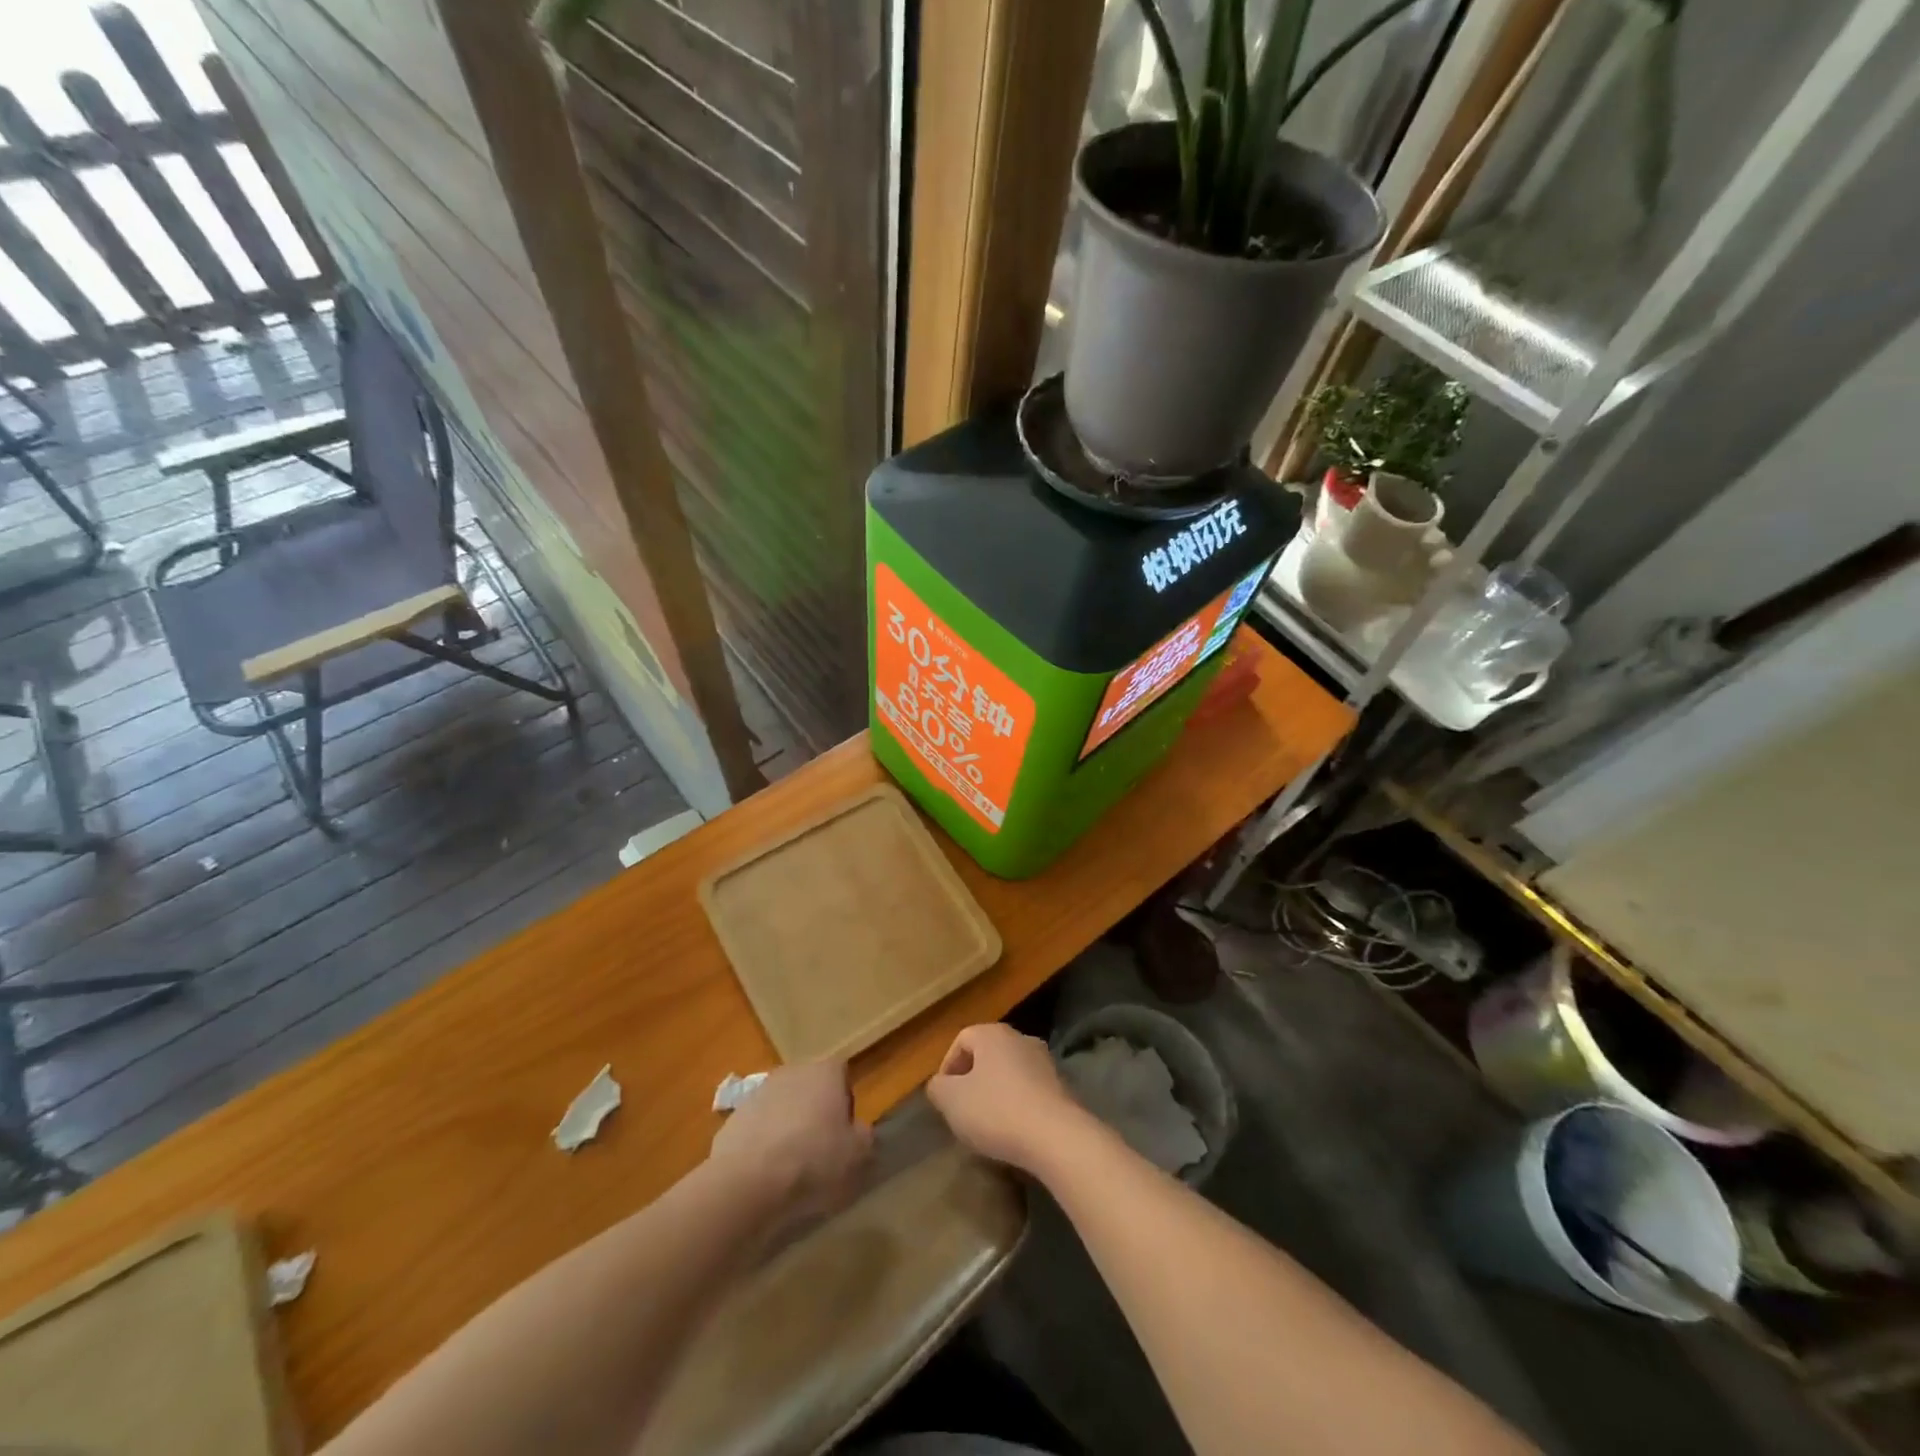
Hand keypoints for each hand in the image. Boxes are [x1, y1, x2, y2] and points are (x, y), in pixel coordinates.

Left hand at [708, 1061, 872, 1224]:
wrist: (748, 1181)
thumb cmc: (813, 1160)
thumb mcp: (857, 1154)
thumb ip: (863, 1136)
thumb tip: (858, 1132)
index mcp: (825, 1071)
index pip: (841, 1073)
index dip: (845, 1101)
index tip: (844, 1132)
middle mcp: (792, 1071)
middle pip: (810, 1088)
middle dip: (815, 1113)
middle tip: (820, 1150)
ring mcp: (758, 1093)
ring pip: (782, 1107)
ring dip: (787, 1128)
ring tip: (791, 1168)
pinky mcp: (733, 1118)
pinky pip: (758, 1129)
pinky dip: (763, 1145)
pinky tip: (765, 1175)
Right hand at [927, 1024, 1090, 1175]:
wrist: (1056, 1136)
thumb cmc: (996, 1111)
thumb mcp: (951, 1101)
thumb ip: (938, 1088)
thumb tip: (939, 1084)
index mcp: (992, 1034)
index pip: (961, 1040)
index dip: (947, 1067)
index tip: (944, 1098)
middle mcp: (1020, 1038)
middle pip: (987, 1054)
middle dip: (972, 1080)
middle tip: (962, 1109)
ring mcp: (1045, 1061)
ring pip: (1009, 1072)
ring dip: (995, 1092)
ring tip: (987, 1123)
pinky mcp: (1061, 1086)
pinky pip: (1029, 1090)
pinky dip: (1017, 1104)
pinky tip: (1014, 1129)